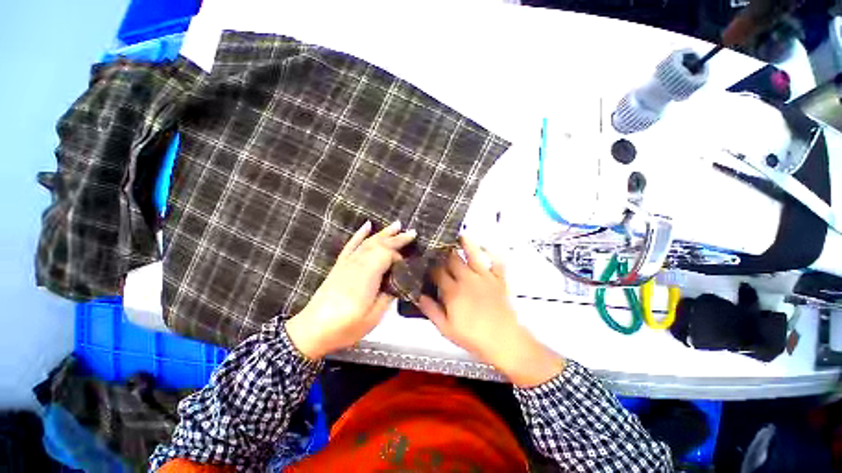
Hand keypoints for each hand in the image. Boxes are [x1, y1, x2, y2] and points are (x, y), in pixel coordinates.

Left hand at [286, 220, 415, 358]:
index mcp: (367, 275)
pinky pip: (351, 244)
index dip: (399, 258)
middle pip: (380, 245)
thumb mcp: (374, 316)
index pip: (387, 255)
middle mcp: (358, 263)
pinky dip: (360, 234)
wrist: (312, 330)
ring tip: (397, 225)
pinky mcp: (340, 264)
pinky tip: (367, 225)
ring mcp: (348, 262)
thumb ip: (388, 295)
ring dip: (384, 233)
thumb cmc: (346, 326)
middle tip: (412, 232)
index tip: (406, 267)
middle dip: (397, 238)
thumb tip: (397, 282)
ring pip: (369, 242)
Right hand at [417, 237, 565, 386]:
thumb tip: (418, 296)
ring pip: (473, 254)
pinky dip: (492, 253)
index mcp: (453, 291)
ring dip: (466, 243)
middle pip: (452, 259)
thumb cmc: (473, 337)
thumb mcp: (446, 329)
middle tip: (438, 244)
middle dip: (443, 251)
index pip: (437, 272)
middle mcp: (467, 279)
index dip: (429, 265)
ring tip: (459, 235)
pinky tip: (487, 248)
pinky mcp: (499, 279)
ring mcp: (485, 277)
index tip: (424, 260)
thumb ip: (431, 310)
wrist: (505, 342)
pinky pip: (497, 261)